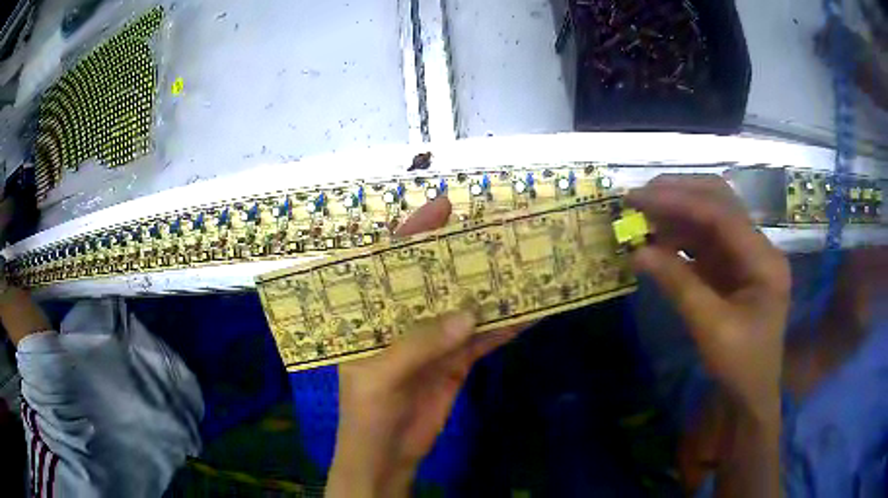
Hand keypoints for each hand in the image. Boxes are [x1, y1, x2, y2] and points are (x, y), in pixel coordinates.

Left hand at [326, 197, 520, 497]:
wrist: (388, 457)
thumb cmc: (366, 415)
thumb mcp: (379, 378)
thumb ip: (418, 346)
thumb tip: (468, 314)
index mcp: (371, 314)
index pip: (387, 263)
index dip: (412, 232)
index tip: (443, 206)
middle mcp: (403, 319)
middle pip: (434, 279)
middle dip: (460, 255)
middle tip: (493, 229)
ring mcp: (434, 340)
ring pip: (464, 306)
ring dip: (490, 289)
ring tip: (521, 263)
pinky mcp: (457, 361)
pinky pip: (484, 338)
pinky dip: (506, 326)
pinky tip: (529, 311)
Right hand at [627, 175, 789, 418]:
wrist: (750, 394)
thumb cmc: (740, 366)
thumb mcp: (711, 329)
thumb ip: (679, 285)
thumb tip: (638, 252)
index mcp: (764, 261)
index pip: (722, 215)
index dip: (680, 201)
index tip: (640, 198)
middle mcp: (758, 247)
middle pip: (720, 202)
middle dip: (680, 194)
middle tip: (639, 197)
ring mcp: (746, 256)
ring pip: (711, 217)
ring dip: (677, 213)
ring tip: (642, 217)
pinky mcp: (732, 267)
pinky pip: (705, 241)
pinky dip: (680, 236)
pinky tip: (658, 241)